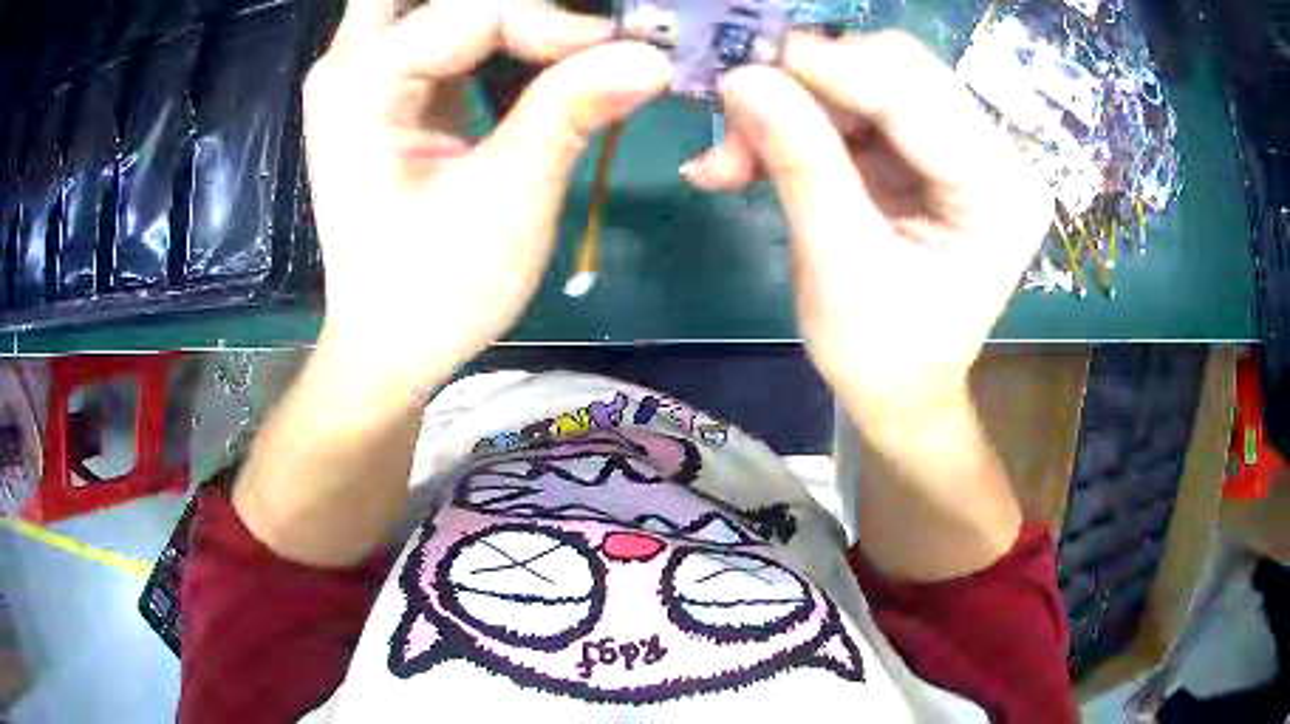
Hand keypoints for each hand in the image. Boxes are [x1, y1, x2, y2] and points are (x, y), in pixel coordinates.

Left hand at [304, 0, 670, 398]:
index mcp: (362, 84)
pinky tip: (532, 52)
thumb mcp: (508, 199)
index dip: (556, 24)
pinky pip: (439, 31)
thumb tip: (651, 57)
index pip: (475, 11)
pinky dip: (490, 33)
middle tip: (576, 38)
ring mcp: (360, 76)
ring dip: (501, 16)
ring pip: (434, 4)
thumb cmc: (436, 289)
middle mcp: (348, 64)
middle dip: (515, 8)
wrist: (388, 345)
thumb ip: (570, 111)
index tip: (622, 55)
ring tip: (561, 46)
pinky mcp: (384, 93)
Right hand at [683, 31, 1048, 444]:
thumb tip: (742, 77)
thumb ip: (800, 163)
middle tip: (734, 122)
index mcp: (999, 193)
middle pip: (896, 70)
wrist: (903, 393)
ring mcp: (966, 148)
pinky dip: (804, 121)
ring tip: (735, 155)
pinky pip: (860, 107)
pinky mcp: (931, 151)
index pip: (913, 95)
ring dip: (797, 104)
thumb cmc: (883, 356)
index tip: (739, 61)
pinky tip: (757, 154)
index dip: (825, 67)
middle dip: (808, 86)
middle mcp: (997, 156)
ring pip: (870, 80)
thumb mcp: (839, 267)